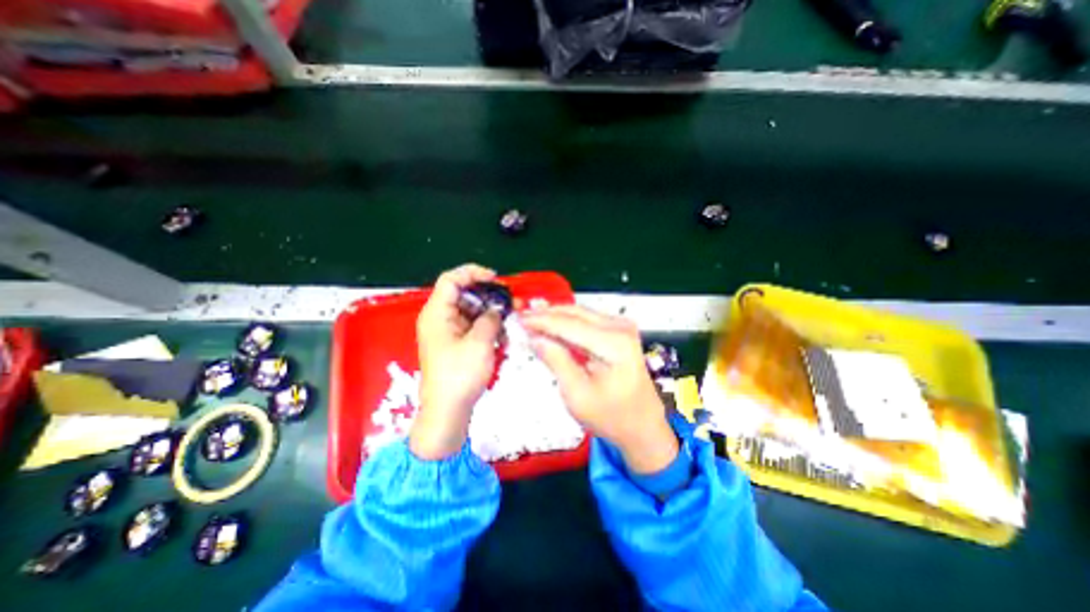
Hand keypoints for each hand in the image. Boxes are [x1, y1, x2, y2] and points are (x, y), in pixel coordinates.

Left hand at [412, 263, 503, 458]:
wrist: (447, 412)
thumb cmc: (459, 376)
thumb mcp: (479, 343)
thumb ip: (490, 319)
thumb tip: (497, 310)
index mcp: (437, 314)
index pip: (451, 280)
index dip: (473, 273)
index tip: (496, 279)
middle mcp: (439, 319)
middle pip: (462, 294)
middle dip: (487, 296)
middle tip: (509, 301)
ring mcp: (446, 332)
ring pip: (469, 311)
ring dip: (489, 313)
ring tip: (509, 319)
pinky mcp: (454, 344)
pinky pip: (471, 326)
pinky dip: (486, 326)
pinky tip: (501, 334)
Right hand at [517, 307, 673, 472]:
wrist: (643, 425)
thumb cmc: (611, 417)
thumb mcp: (577, 395)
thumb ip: (556, 361)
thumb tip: (534, 337)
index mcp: (614, 344)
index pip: (569, 324)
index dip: (541, 320)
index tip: (518, 318)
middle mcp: (620, 327)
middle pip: (575, 313)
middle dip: (546, 314)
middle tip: (521, 316)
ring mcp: (622, 327)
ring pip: (580, 313)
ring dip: (555, 316)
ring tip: (531, 319)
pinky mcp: (619, 331)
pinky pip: (587, 320)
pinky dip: (567, 322)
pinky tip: (551, 325)